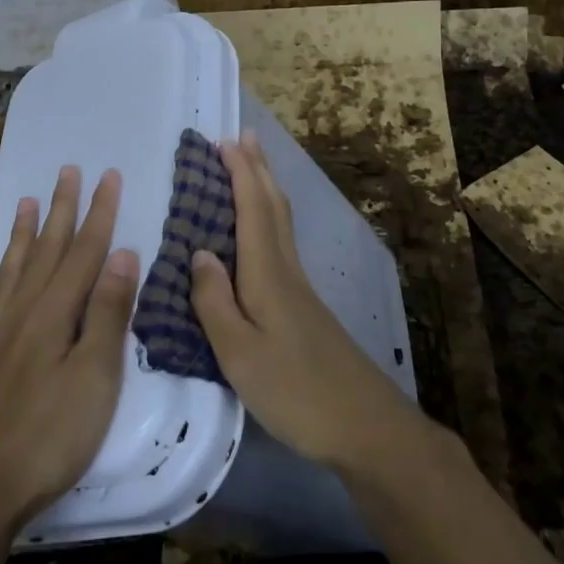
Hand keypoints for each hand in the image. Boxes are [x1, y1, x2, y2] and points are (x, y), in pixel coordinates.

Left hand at [0, 165, 139, 532]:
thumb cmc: (54, 435)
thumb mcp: (97, 376)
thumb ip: (109, 312)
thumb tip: (122, 253)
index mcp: (55, 314)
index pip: (84, 252)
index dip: (99, 212)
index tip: (107, 175)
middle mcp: (20, 314)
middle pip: (46, 252)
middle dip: (61, 210)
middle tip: (67, 171)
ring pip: (9, 273)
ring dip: (21, 237)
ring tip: (26, 203)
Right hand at [191, 130, 422, 471]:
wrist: (365, 426)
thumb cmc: (296, 391)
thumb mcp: (240, 354)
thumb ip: (214, 302)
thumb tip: (198, 252)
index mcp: (267, 275)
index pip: (253, 209)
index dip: (240, 173)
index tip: (224, 140)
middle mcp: (286, 271)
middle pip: (273, 207)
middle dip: (257, 169)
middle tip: (242, 137)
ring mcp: (300, 288)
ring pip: (281, 223)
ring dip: (265, 189)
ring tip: (251, 168)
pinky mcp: (305, 307)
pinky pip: (282, 244)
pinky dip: (269, 220)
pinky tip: (262, 233)